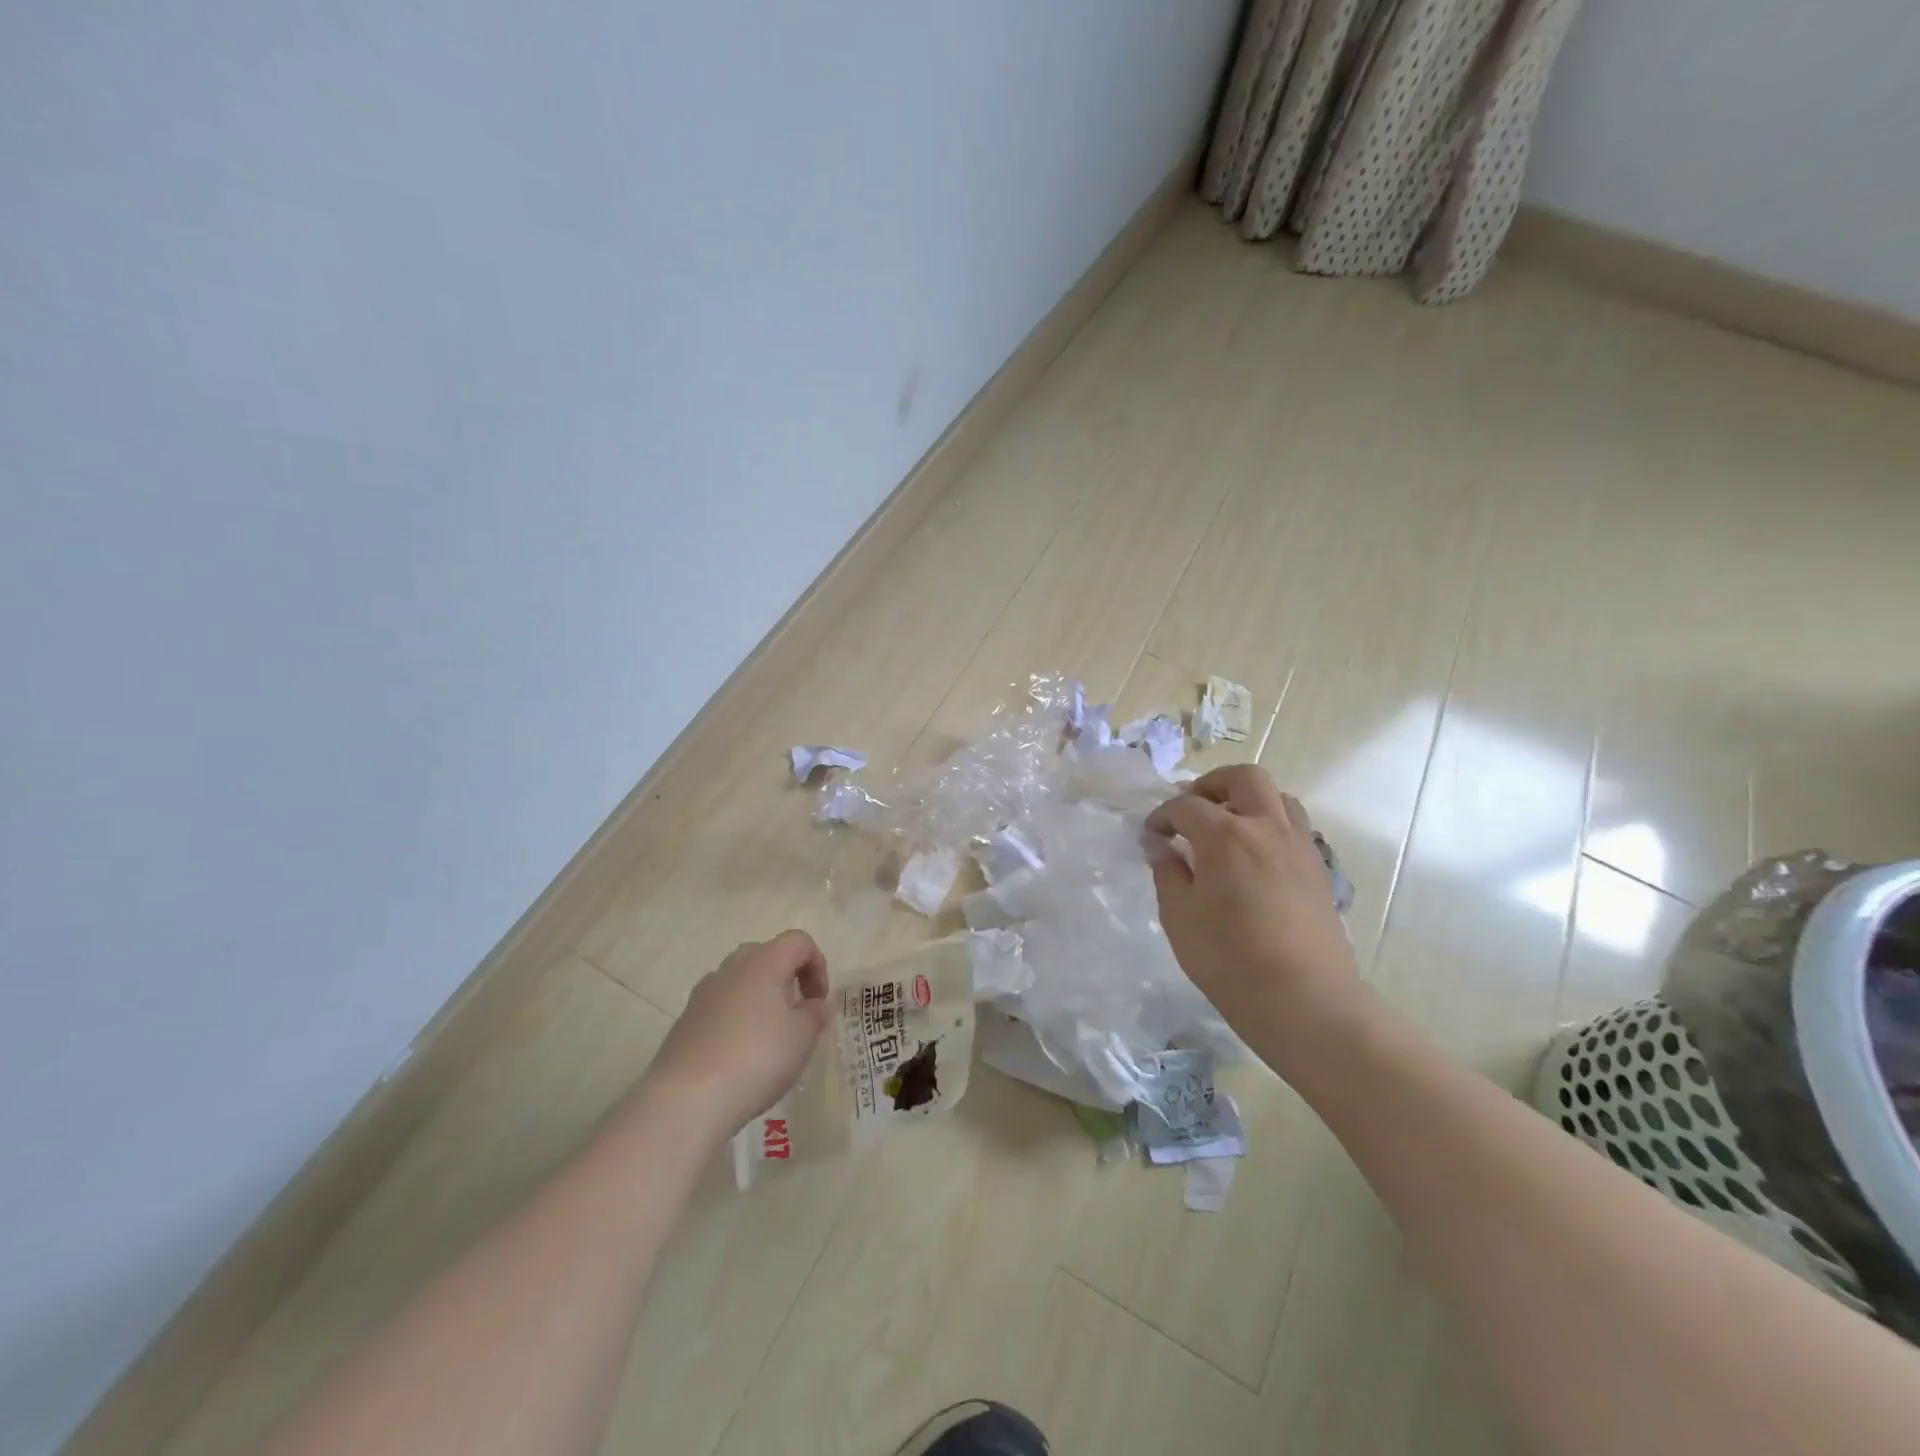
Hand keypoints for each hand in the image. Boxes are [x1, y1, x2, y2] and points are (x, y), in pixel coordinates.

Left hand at [645, 931, 832, 1141]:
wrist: (686, 1099)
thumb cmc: (757, 1058)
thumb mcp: (802, 1037)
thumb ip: (815, 1014)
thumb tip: (815, 1004)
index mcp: (764, 962)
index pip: (798, 941)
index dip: (817, 965)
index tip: (819, 1001)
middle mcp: (731, 969)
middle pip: (766, 955)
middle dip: (786, 978)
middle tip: (795, 1014)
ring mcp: (703, 994)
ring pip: (739, 981)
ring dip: (760, 999)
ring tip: (769, 1037)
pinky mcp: (685, 1022)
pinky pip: (720, 1007)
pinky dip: (736, 1019)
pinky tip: (740, 1056)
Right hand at [1145, 766, 1363, 1064]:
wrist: (1306, 1001)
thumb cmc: (1230, 961)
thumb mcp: (1180, 918)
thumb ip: (1168, 873)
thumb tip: (1160, 847)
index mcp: (1226, 836)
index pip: (1185, 806)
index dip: (1162, 816)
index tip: (1150, 835)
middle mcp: (1266, 827)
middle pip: (1244, 778)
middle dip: (1212, 784)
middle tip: (1192, 809)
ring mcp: (1299, 846)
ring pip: (1277, 796)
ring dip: (1247, 800)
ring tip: (1226, 827)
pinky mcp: (1318, 868)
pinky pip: (1294, 826)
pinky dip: (1270, 824)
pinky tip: (1253, 857)